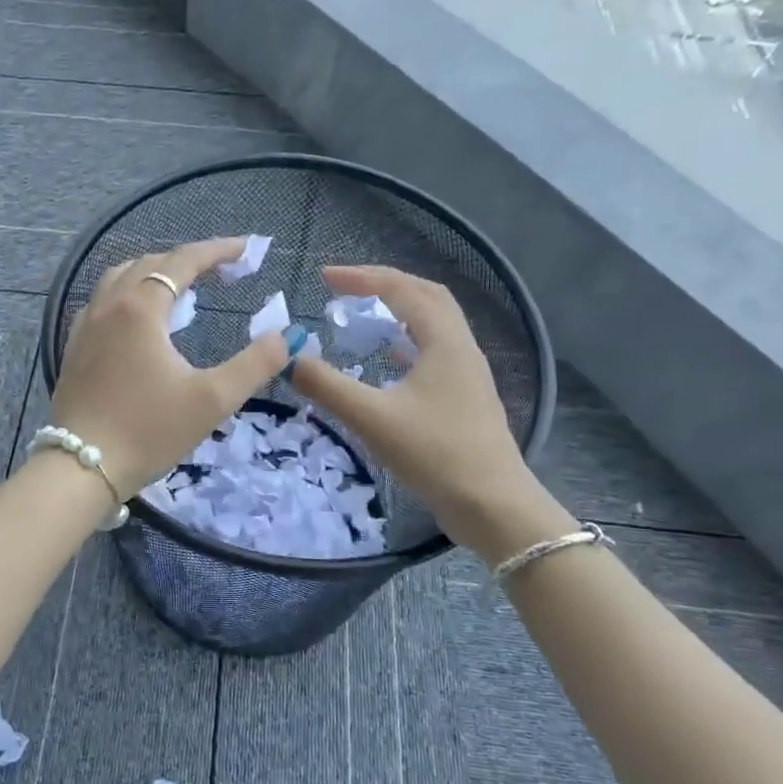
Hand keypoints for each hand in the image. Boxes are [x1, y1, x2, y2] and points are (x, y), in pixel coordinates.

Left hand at [50, 239, 288, 496]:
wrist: (82, 467)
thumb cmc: (149, 430)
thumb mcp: (213, 400)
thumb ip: (255, 364)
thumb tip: (285, 337)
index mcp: (141, 308)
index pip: (183, 261)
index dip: (217, 250)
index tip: (246, 249)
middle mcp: (108, 305)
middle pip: (151, 263)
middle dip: (189, 261)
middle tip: (222, 272)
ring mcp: (85, 324)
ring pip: (121, 278)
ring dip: (154, 273)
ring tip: (182, 289)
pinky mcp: (74, 346)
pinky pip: (103, 301)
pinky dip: (128, 294)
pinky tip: (140, 320)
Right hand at [287, 265, 544, 552]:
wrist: (492, 506)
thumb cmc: (434, 454)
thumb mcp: (372, 418)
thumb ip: (327, 386)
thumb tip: (290, 359)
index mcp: (444, 340)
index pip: (401, 289)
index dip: (361, 278)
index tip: (324, 277)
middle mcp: (460, 346)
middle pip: (426, 296)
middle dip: (384, 285)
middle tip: (346, 290)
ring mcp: (467, 372)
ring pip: (433, 324)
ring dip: (398, 311)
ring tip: (363, 316)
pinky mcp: (465, 397)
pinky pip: (434, 351)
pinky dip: (406, 342)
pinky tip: (388, 359)